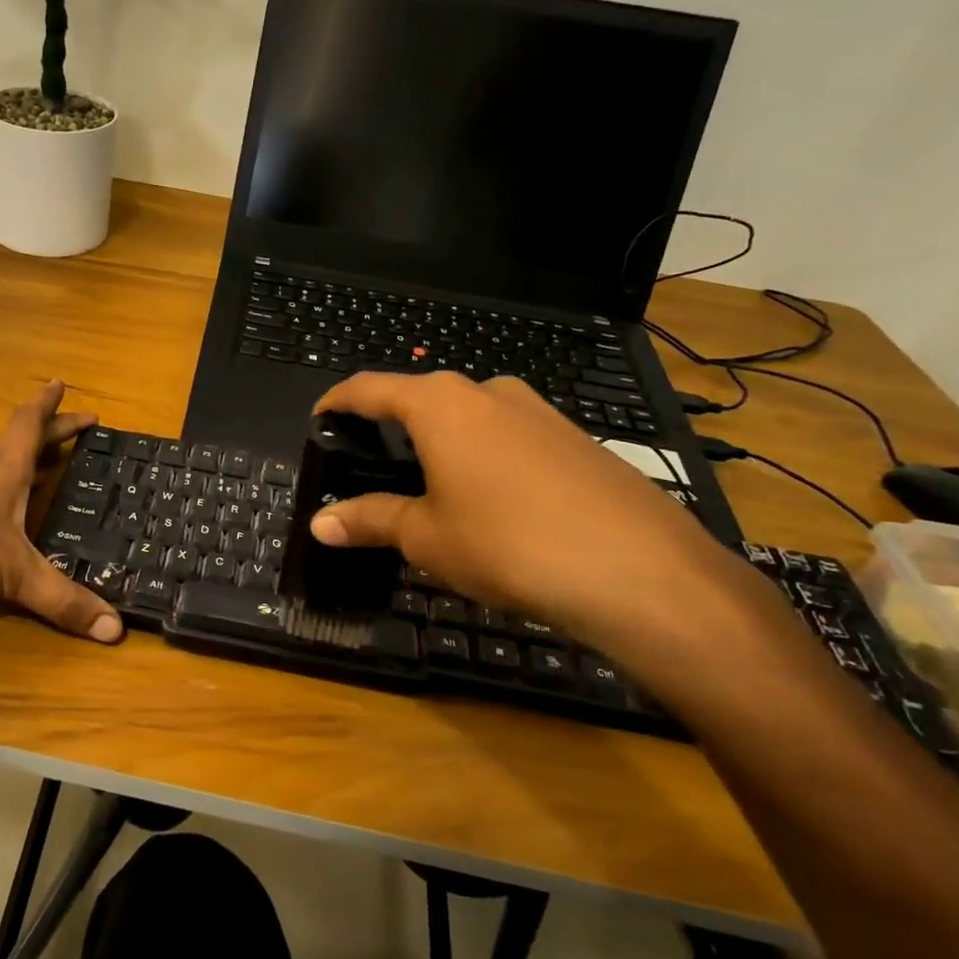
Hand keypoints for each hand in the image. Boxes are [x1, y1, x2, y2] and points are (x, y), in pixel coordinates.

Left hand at [0, 381, 122, 642]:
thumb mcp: (13, 574)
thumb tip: (116, 629)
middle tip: (72, 424)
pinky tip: (0, 511)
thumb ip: (62, 600)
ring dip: (21, 458)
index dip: (49, 406)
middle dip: (48, 431)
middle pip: (17, 440)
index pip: (30, 425)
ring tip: (43, 463)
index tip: (60, 382)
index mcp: (4, 469)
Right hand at [308, 373, 782, 664]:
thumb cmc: (508, 543)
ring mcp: (539, 411)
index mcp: (440, 404)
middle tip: (371, 462)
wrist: (640, 570)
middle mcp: (488, 392)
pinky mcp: (576, 438)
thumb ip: (370, 520)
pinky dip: (483, 455)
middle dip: (391, 424)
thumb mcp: (427, 536)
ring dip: (441, 441)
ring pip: (470, 416)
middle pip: (422, 398)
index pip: (370, 388)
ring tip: (428, 484)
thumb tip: (320, 524)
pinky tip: (491, 499)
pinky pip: (510, 435)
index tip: (318, 419)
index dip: (337, 402)